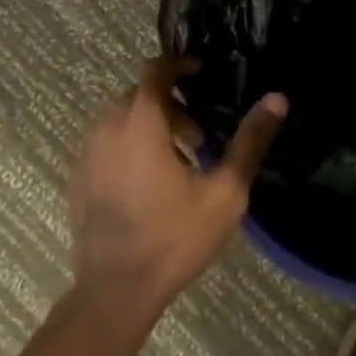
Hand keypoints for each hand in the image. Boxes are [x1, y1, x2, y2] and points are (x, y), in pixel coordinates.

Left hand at [67, 56, 287, 320]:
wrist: (115, 291)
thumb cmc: (174, 237)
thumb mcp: (225, 191)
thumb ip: (250, 141)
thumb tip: (277, 99)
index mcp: (141, 124)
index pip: (155, 70)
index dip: (179, 65)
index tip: (201, 74)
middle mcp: (107, 129)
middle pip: (139, 95)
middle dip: (170, 103)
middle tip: (198, 136)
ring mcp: (87, 155)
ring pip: (120, 119)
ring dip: (149, 125)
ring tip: (176, 161)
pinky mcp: (79, 179)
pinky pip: (105, 143)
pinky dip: (128, 145)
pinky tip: (148, 183)